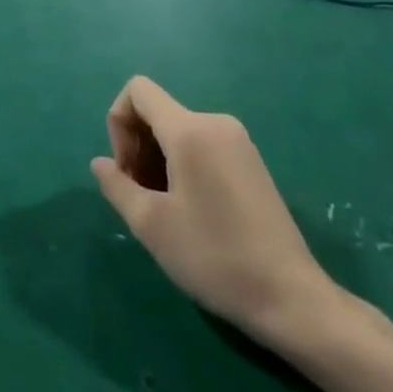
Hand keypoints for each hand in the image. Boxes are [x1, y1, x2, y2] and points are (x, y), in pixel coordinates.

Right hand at [91, 76, 344, 353]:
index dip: (118, 123)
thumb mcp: (151, 225)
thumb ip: (117, 185)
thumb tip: (100, 163)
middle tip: (140, 197)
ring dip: (158, 160)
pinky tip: (191, 210)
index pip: (138, 91)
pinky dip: (183, 165)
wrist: (292, 299)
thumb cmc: (215, 258)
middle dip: (137, 146)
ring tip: (165, 209)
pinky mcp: (251, 162)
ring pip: (178, 132)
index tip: (126, 171)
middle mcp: (215, 123)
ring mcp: (238, 142)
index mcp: (190, 130)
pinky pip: (202, 145)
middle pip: (157, 112)